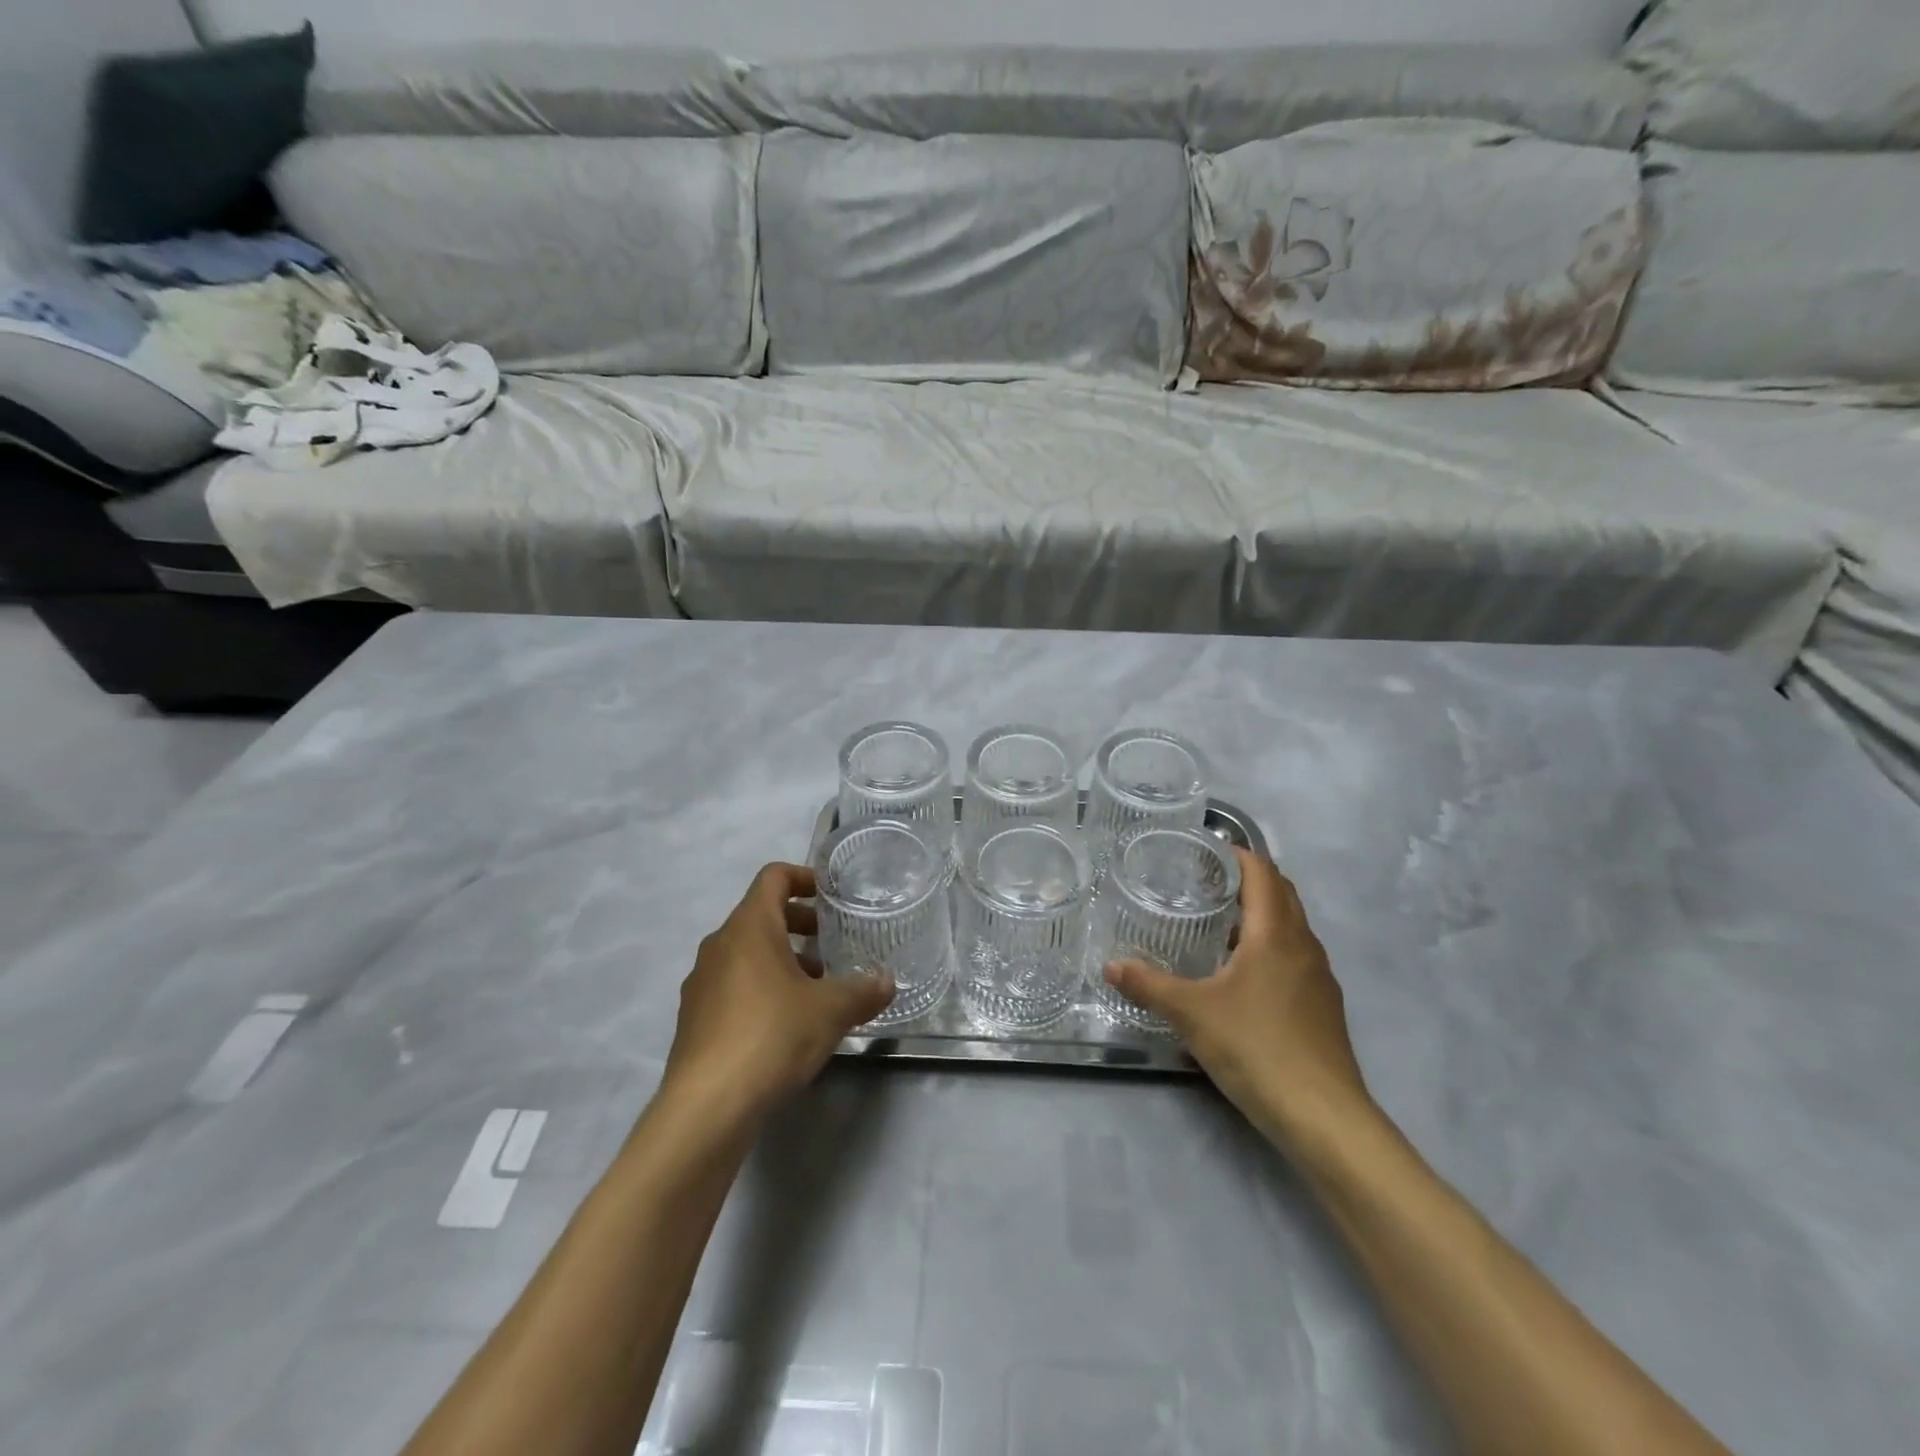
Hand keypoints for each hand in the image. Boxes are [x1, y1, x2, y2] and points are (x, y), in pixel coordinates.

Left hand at [661, 863, 893, 1125]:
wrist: (707, 1107)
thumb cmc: (772, 1036)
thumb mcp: (831, 1011)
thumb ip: (863, 991)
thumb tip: (888, 981)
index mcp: (749, 927)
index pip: (773, 877)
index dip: (803, 877)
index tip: (831, 894)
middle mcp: (719, 945)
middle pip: (761, 915)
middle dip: (800, 924)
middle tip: (834, 944)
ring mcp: (701, 982)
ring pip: (746, 953)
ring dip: (782, 959)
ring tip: (817, 988)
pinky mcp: (694, 1018)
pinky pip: (732, 985)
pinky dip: (761, 987)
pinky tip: (786, 1023)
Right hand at [1103, 848, 1370, 1144]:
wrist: (1324, 1117)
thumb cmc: (1256, 1048)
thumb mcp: (1191, 1013)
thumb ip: (1149, 985)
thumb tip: (1110, 965)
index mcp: (1276, 934)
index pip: (1263, 873)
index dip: (1238, 855)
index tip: (1207, 850)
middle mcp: (1304, 946)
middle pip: (1283, 894)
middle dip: (1250, 880)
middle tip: (1207, 881)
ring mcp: (1320, 978)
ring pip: (1292, 928)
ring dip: (1262, 915)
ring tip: (1220, 923)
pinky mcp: (1324, 1008)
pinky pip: (1296, 958)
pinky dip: (1272, 947)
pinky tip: (1243, 975)